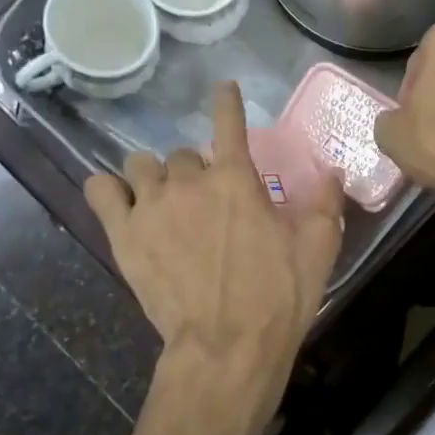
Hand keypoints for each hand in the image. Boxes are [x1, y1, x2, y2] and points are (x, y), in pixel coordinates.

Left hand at [85, 83, 343, 434]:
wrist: (227, 345)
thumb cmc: (278, 296)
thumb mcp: (318, 247)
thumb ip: (326, 202)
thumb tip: (334, 172)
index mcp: (237, 178)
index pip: (229, 122)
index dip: (226, 101)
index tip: (223, 88)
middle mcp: (190, 181)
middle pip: (184, 154)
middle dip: (196, 171)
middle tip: (208, 202)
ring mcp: (152, 206)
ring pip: (142, 165)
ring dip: (155, 177)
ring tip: (164, 202)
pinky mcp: (123, 235)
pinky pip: (101, 190)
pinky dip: (110, 190)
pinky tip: (122, 203)